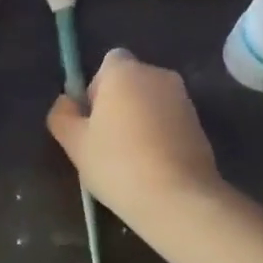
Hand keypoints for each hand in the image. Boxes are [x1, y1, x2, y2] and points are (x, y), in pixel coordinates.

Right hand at [46, 49, 227, 252]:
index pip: (108, 63)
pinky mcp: (199, 124)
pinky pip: (170, 121)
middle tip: (106, 143)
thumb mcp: (75, 143)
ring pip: (151, 102)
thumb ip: (63, 115)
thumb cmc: (119, 164)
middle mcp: (158, 75)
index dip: (96, 88)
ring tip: (131, 160)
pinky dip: (160, 135)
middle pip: (131, 82)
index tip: (93, 120)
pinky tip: (153, 167)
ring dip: (140, 120)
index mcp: (125, 71)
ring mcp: (183, 99)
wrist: (179, 198)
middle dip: (119, 104)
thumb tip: (67, 103)